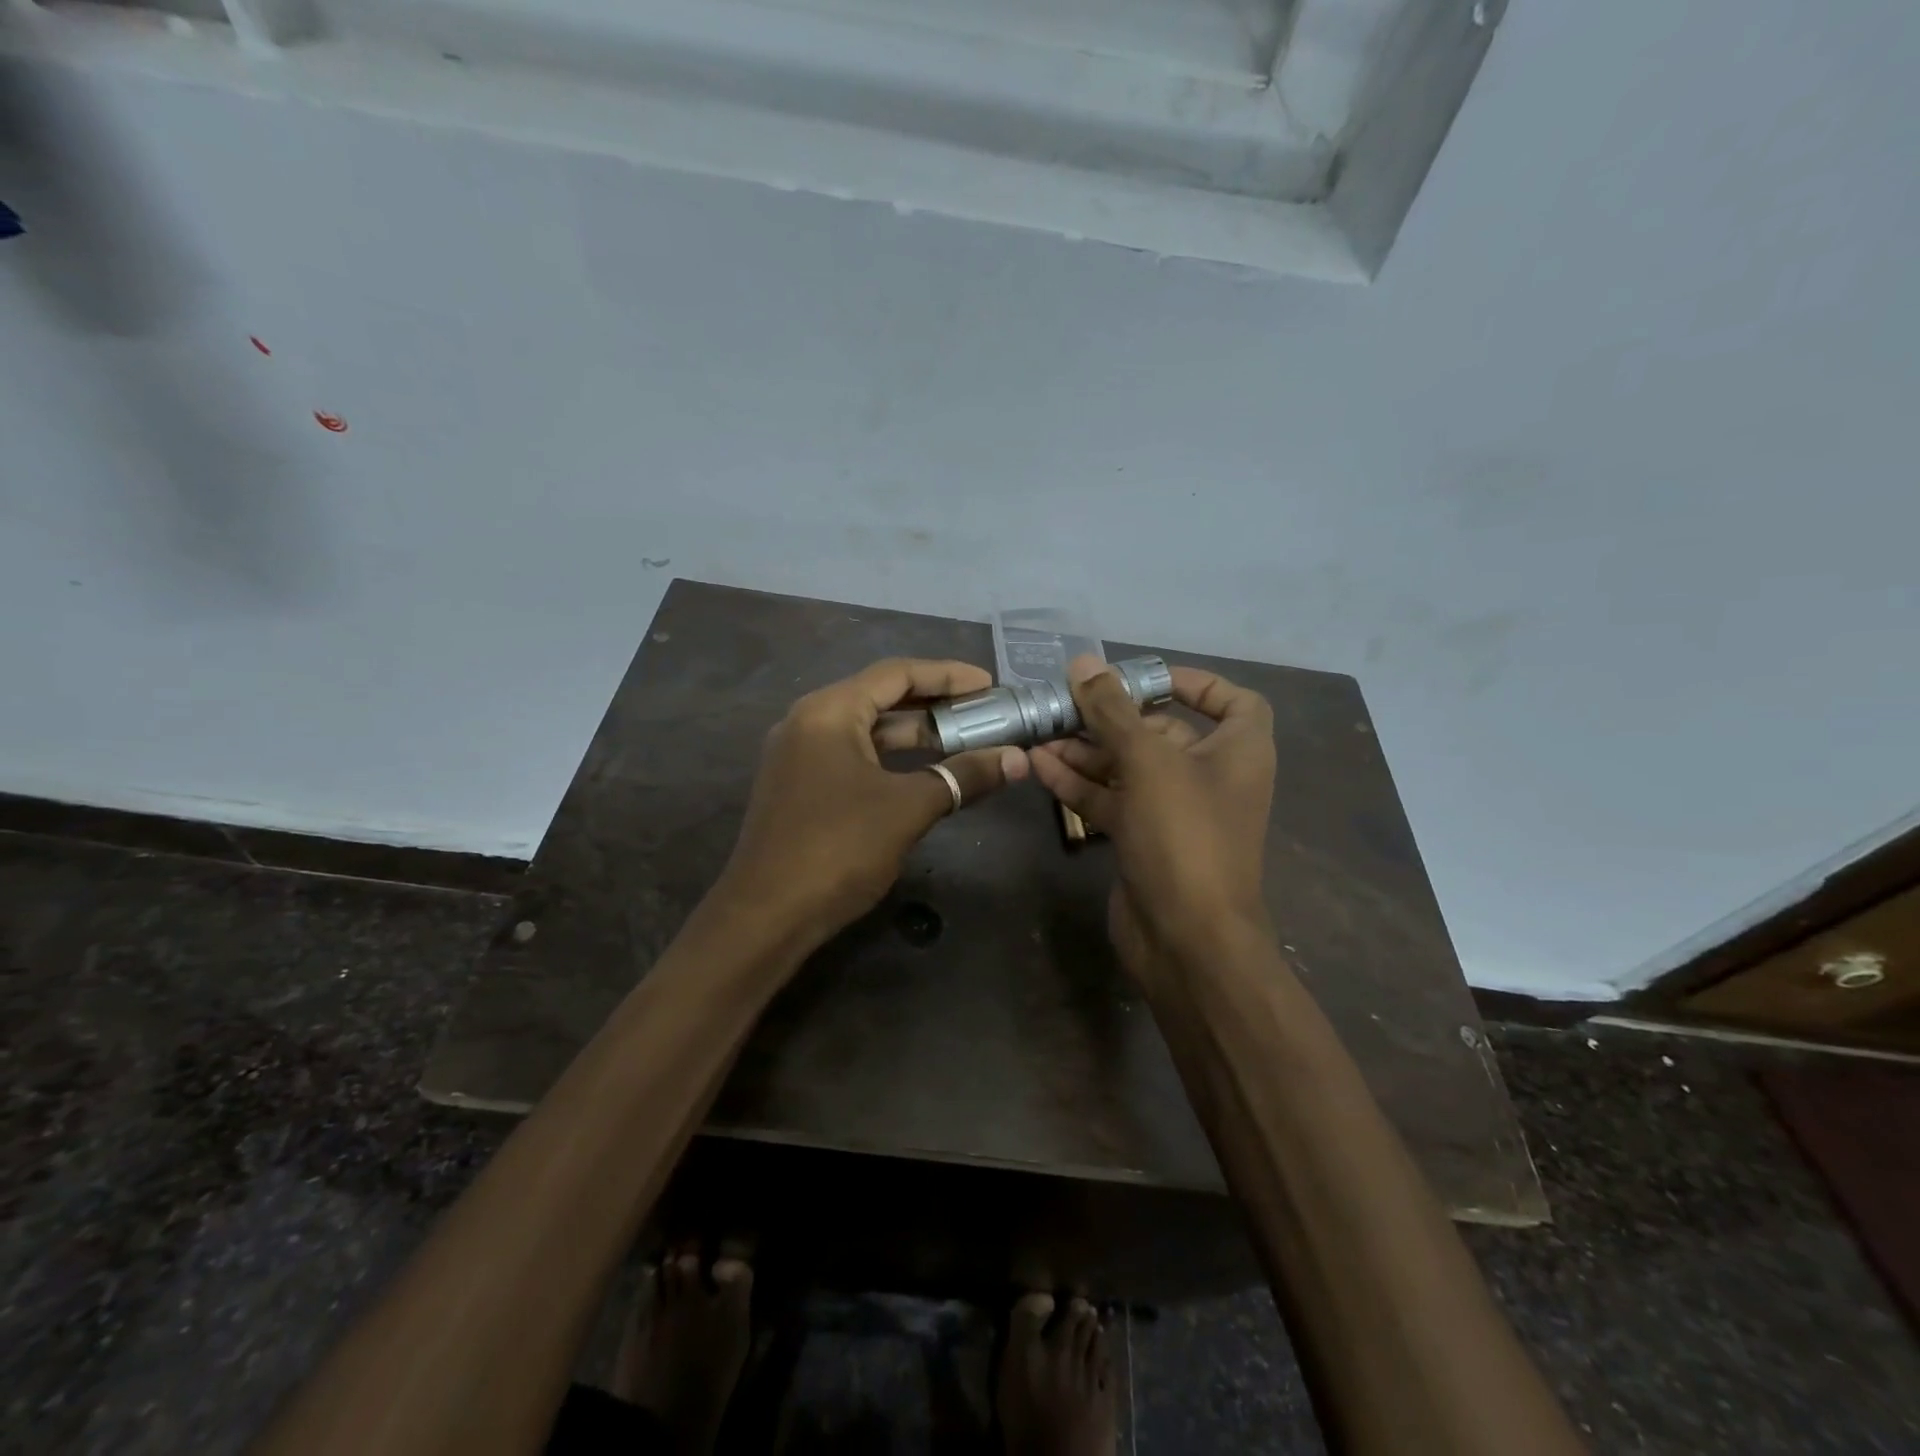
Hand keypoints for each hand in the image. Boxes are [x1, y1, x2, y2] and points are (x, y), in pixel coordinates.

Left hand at [716, 658, 1027, 945]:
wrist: (766, 916)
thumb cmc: (838, 847)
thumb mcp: (908, 807)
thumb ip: (963, 776)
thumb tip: (1019, 760)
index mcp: (828, 711)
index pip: (896, 674)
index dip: (947, 675)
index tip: (989, 684)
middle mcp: (808, 722)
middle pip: (881, 698)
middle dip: (935, 705)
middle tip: (984, 713)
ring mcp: (799, 756)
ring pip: (868, 732)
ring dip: (915, 735)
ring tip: (964, 740)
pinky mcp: (800, 788)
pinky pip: (854, 757)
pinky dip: (892, 759)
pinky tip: (924, 773)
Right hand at [1028, 656, 1275, 989]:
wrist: (1186, 940)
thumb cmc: (1184, 836)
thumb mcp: (1148, 762)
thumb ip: (1112, 710)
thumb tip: (1083, 662)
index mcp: (1237, 751)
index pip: (1231, 700)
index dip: (1193, 683)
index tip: (1143, 677)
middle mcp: (1210, 777)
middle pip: (1161, 732)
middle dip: (1112, 717)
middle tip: (1064, 702)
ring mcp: (1174, 812)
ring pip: (1128, 767)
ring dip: (1086, 750)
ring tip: (1040, 731)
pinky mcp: (1143, 839)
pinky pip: (1111, 799)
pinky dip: (1080, 782)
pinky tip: (1040, 764)